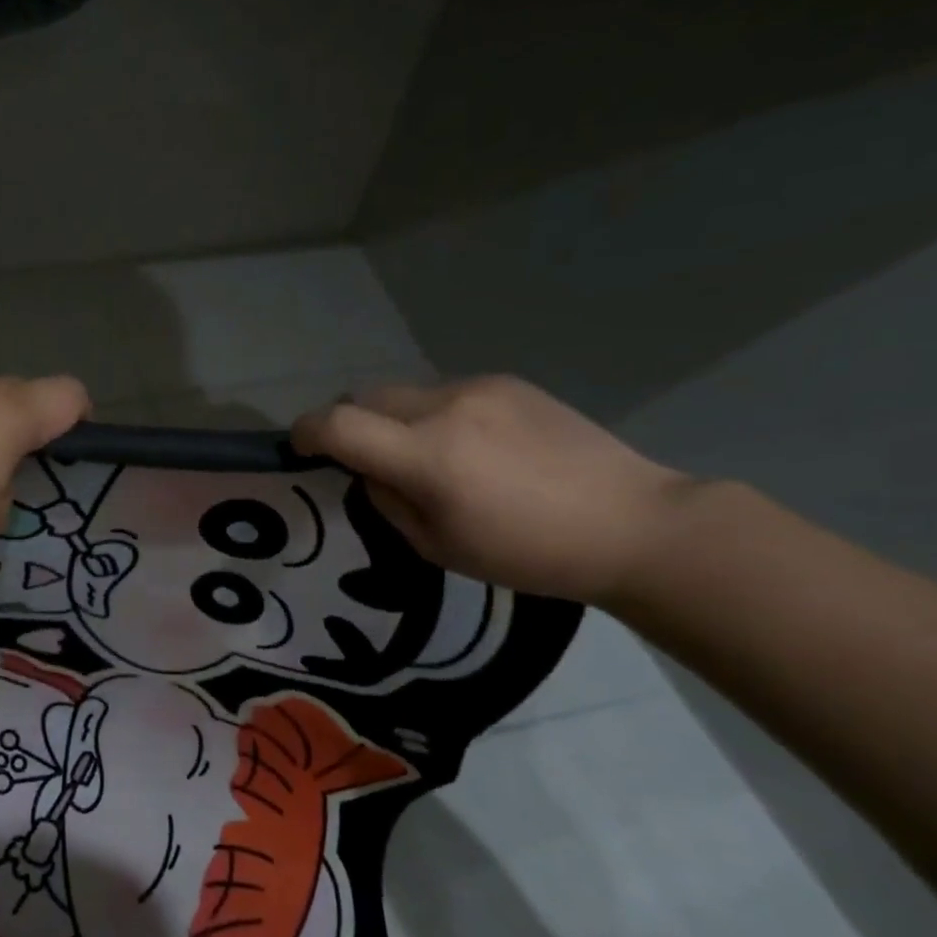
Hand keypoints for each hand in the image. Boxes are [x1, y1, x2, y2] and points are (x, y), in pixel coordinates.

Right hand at [291, 376, 694, 602]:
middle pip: (363, 397)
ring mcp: (480, 388)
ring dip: (394, 420)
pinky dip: (435, 415)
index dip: (306, 433)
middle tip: (367, 460)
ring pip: (403, 392)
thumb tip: (370, 470)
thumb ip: (387, 500)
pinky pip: (444, 392)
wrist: (633, 524)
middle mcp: (446, 407)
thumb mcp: (436, 546)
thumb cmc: (527, 554)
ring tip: (430, 457)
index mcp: (426, 456)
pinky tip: (473, 448)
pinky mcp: (508, 382)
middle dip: (350, 424)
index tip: (302, 449)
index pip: (336, 424)